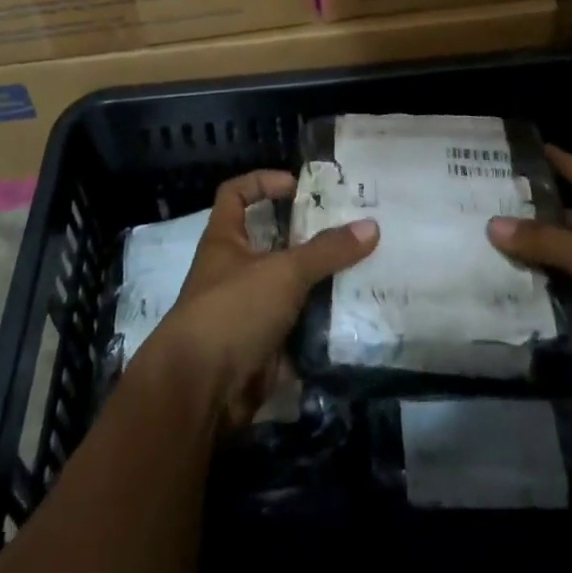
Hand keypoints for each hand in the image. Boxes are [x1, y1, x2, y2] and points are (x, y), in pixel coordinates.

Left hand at [145, 170, 377, 429]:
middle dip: (307, 237)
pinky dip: (321, 326)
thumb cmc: (234, 310)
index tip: (297, 186)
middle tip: (348, 230)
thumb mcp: (284, 271)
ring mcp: (247, 312)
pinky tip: (355, 318)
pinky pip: (297, 330)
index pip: (235, 194)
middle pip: (272, 242)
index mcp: (225, 240)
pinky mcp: (262, 349)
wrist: (200, 390)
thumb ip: (327, 250)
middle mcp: (233, 271)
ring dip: (319, 283)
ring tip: (363, 270)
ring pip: (289, 288)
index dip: (262, 182)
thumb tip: (371, 226)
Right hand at [488, 147, 571, 448]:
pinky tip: (500, 299)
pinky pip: (564, 313)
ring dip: (531, 268)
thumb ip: (545, 241)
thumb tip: (492, 224)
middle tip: (486, 208)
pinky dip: (538, 309)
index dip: (565, 164)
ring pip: (565, 273)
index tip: (530, 150)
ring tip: (481, 251)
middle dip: (535, 221)